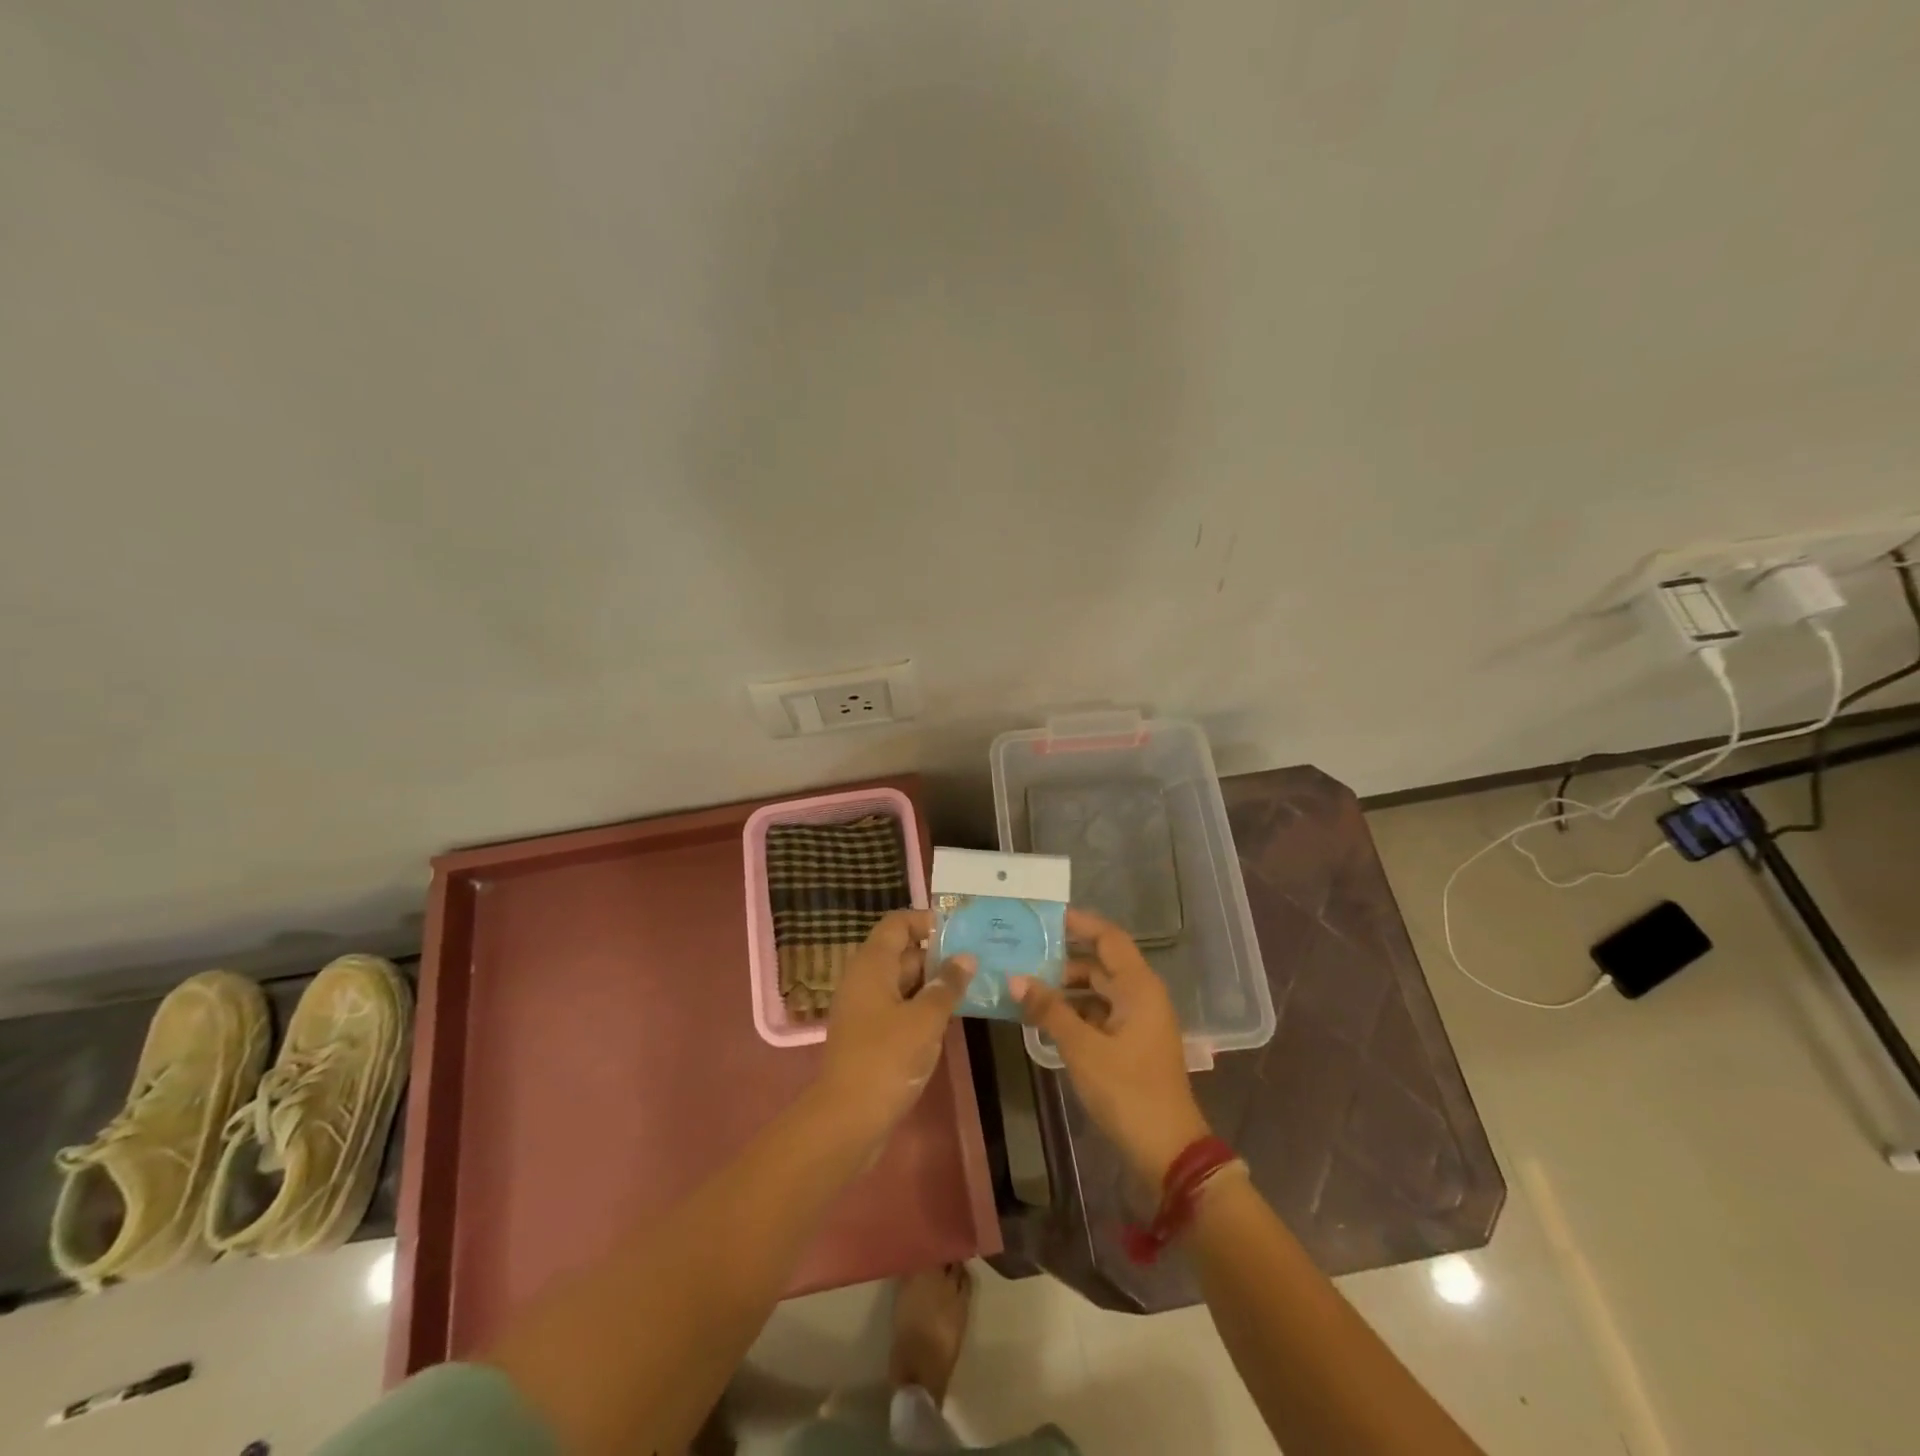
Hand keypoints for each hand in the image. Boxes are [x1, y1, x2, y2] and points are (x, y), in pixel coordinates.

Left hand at [819, 910, 974, 1135]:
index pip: (897, 924)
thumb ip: (947, 986)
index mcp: (872, 965)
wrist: (847, 1119)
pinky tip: (950, 1017)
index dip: (926, 921)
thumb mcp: (925, 1019)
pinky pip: (899, 1007)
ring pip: (902, 982)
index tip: (960, 930)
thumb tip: (966, 958)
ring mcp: (865, 1009)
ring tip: (973, 985)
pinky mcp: (869, 1035)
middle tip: (977, 959)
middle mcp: (864, 979)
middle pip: (901, 952)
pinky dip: (922, 1007)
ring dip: (933, 983)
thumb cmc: (887, 1059)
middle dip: (937, 954)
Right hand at [1012, 908, 1210, 1185]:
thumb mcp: (1082, 1048)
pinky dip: (1076, 1012)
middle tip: (1023, 956)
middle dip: (1063, 960)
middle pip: (1101, 964)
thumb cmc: (1127, 1091)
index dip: (1079, 924)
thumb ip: (1049, 1010)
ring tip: (1027, 989)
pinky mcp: (1133, 1044)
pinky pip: (1101, 1014)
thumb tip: (1015, 978)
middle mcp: (1142, 995)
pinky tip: (1046, 1019)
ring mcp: (1139, 1021)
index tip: (1045, 918)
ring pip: (1099, 991)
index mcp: (1138, 987)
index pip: (1108, 938)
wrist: (1169, 1151)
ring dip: (1067, 989)